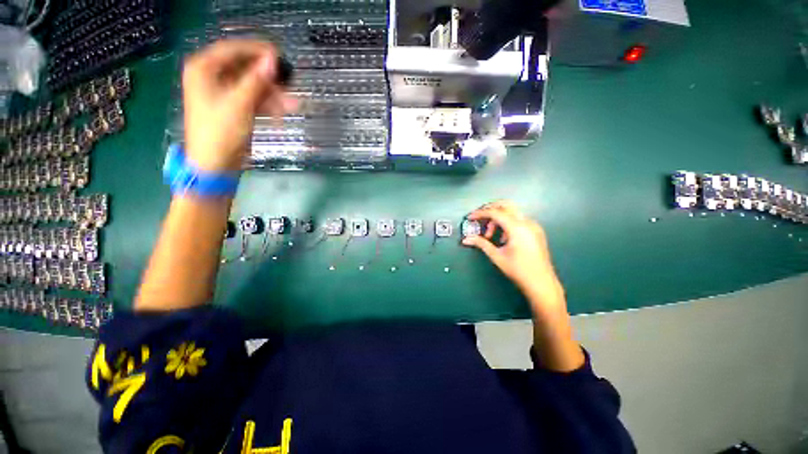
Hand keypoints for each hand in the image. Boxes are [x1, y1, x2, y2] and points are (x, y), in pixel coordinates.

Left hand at [182, 39, 295, 172]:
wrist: (215, 164)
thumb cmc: (221, 132)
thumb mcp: (239, 103)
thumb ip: (257, 80)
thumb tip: (273, 60)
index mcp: (204, 69)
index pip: (233, 50)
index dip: (257, 50)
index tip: (280, 55)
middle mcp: (212, 77)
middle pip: (244, 68)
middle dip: (268, 77)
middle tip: (289, 81)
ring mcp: (223, 94)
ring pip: (252, 86)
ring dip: (272, 94)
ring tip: (292, 103)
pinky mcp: (234, 108)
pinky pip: (253, 99)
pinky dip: (267, 104)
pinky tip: (283, 110)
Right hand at [463, 201, 565, 313]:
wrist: (542, 283)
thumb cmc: (519, 271)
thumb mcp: (497, 256)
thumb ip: (481, 244)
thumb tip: (467, 239)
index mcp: (517, 228)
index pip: (495, 212)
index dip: (480, 213)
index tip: (470, 218)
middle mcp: (527, 223)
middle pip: (506, 205)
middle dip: (490, 209)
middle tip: (479, 218)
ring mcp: (533, 226)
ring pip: (512, 212)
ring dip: (498, 218)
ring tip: (491, 235)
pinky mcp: (536, 231)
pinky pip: (519, 220)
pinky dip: (507, 223)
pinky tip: (503, 238)